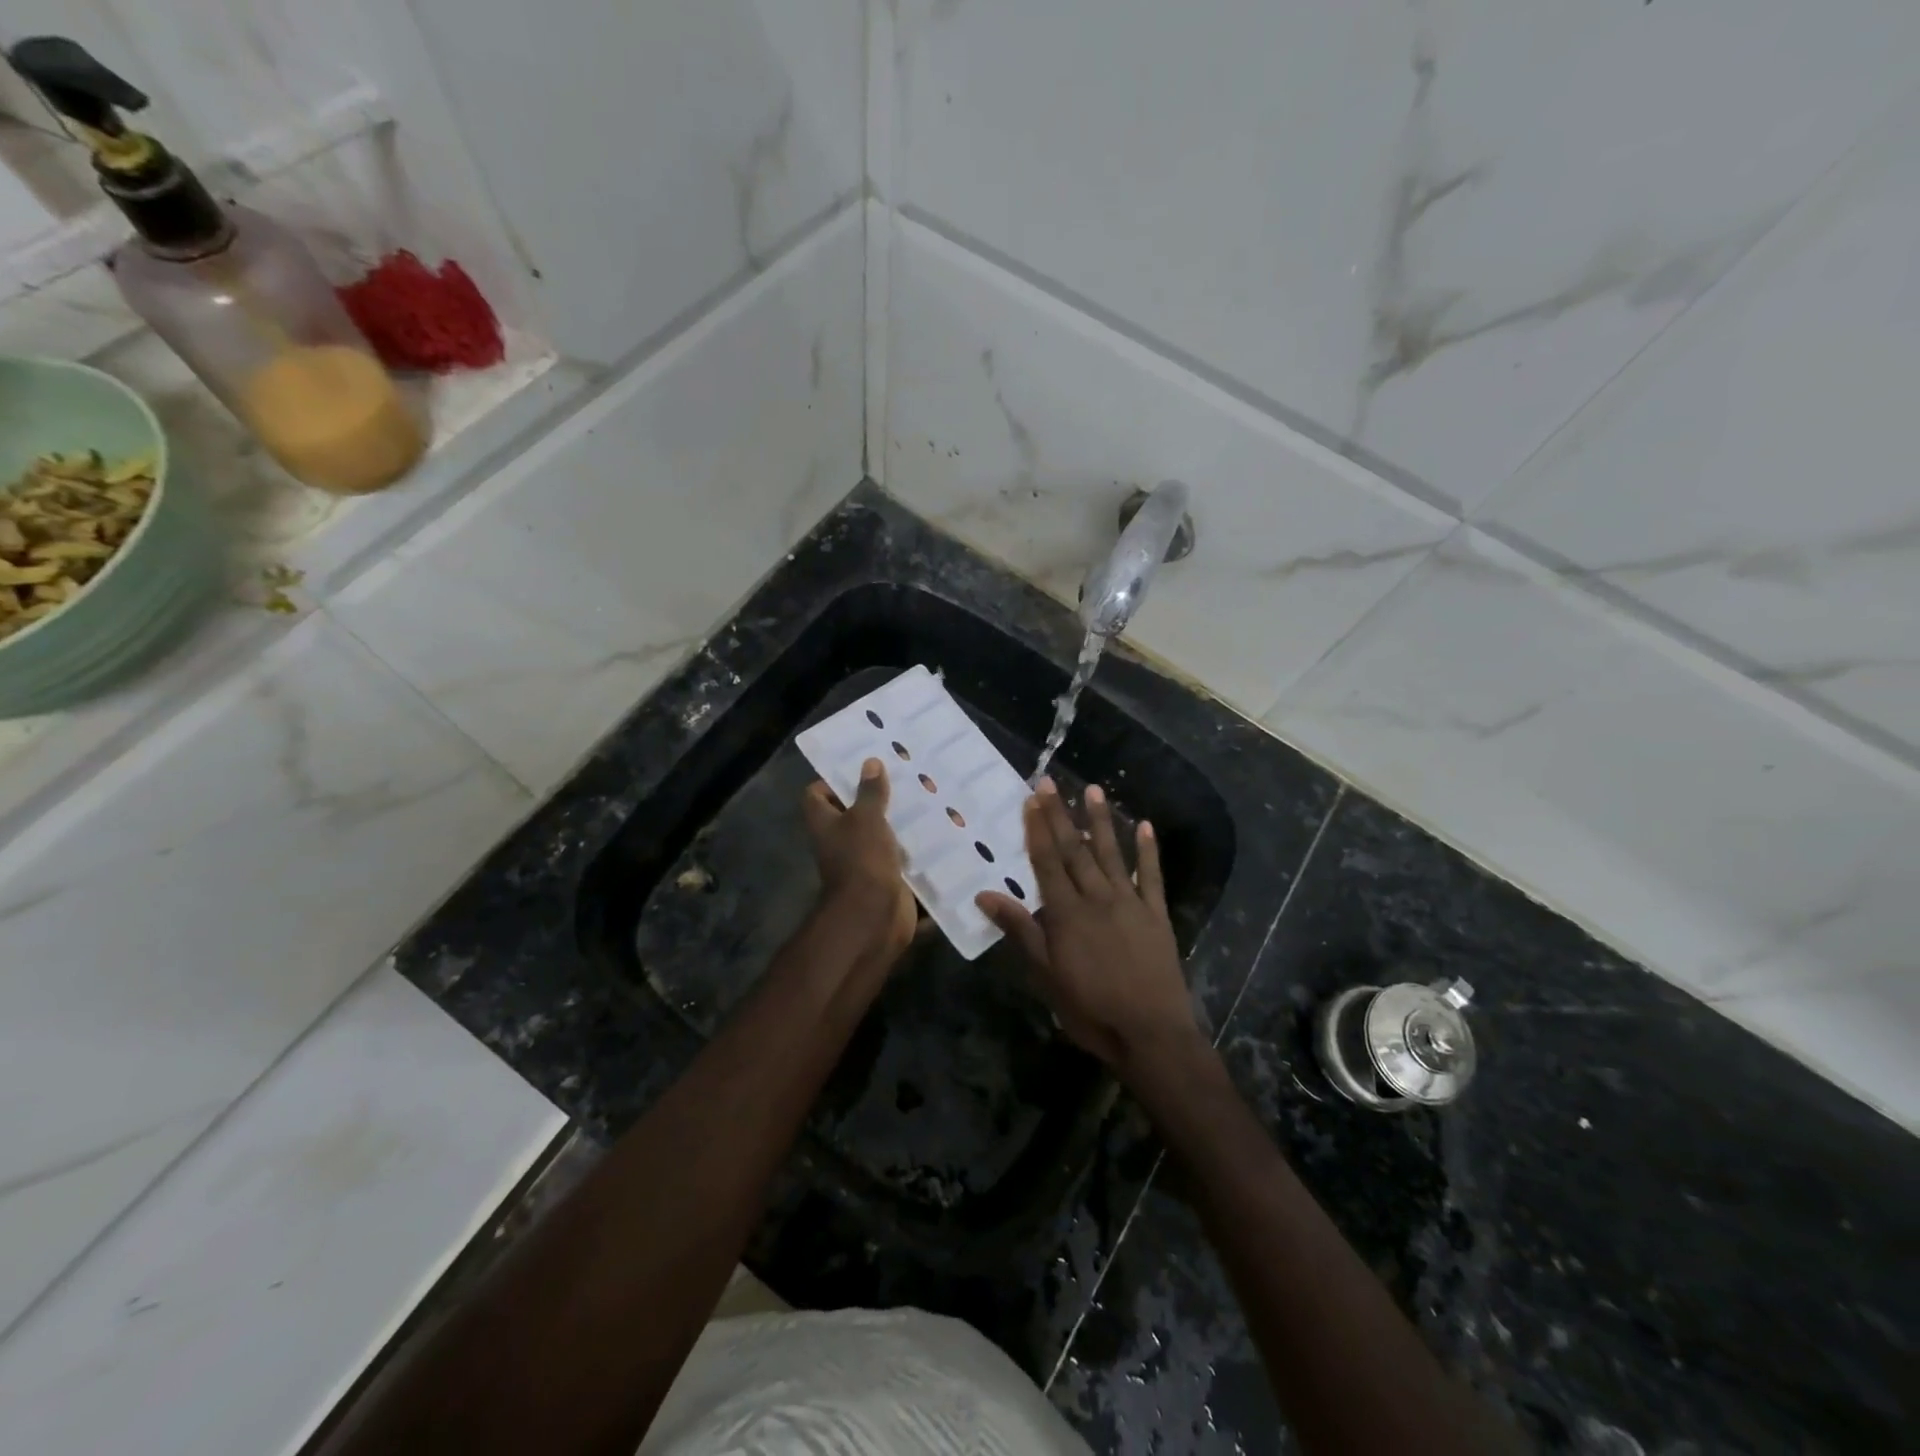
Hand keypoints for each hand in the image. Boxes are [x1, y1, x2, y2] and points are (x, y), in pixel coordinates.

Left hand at [802, 758, 916, 967]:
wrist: (874, 916)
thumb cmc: (861, 859)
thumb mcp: (866, 818)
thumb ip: (870, 792)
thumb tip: (870, 763)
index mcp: (826, 824)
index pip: (816, 795)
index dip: (832, 781)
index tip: (860, 769)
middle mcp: (841, 842)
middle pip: (853, 813)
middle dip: (877, 797)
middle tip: (904, 777)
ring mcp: (864, 861)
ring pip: (881, 834)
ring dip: (900, 821)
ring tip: (927, 797)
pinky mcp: (888, 877)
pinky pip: (901, 857)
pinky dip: (916, 847)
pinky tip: (939, 828)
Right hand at [976, 779, 1204, 1078]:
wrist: (1151, 1033)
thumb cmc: (1091, 1008)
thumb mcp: (1046, 975)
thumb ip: (1020, 931)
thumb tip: (985, 896)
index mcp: (1067, 913)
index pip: (1047, 862)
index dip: (1037, 829)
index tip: (1031, 799)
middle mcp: (1097, 898)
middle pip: (1074, 851)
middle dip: (1061, 815)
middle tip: (1051, 782)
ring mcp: (1130, 903)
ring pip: (1111, 854)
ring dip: (1101, 821)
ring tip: (1093, 789)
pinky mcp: (1156, 915)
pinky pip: (1152, 877)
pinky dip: (1148, 851)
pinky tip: (1145, 826)